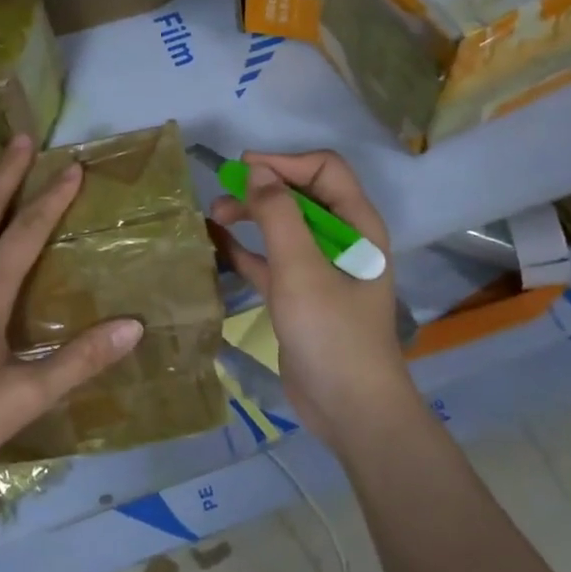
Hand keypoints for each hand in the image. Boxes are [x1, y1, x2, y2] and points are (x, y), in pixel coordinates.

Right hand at [210, 150, 418, 451]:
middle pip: (301, 195)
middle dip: (262, 190)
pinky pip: (271, 260)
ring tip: (213, 219)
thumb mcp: (300, 269)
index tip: (244, 169)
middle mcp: (342, 240)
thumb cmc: (331, 332)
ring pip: (283, 227)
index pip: (325, 170)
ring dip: (250, 217)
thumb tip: (257, 170)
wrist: (350, 409)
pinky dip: (246, 250)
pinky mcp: (300, 295)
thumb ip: (278, 215)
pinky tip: (216, 246)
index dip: (285, 162)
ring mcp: (320, 269)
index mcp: (357, 225)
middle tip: (222, 199)